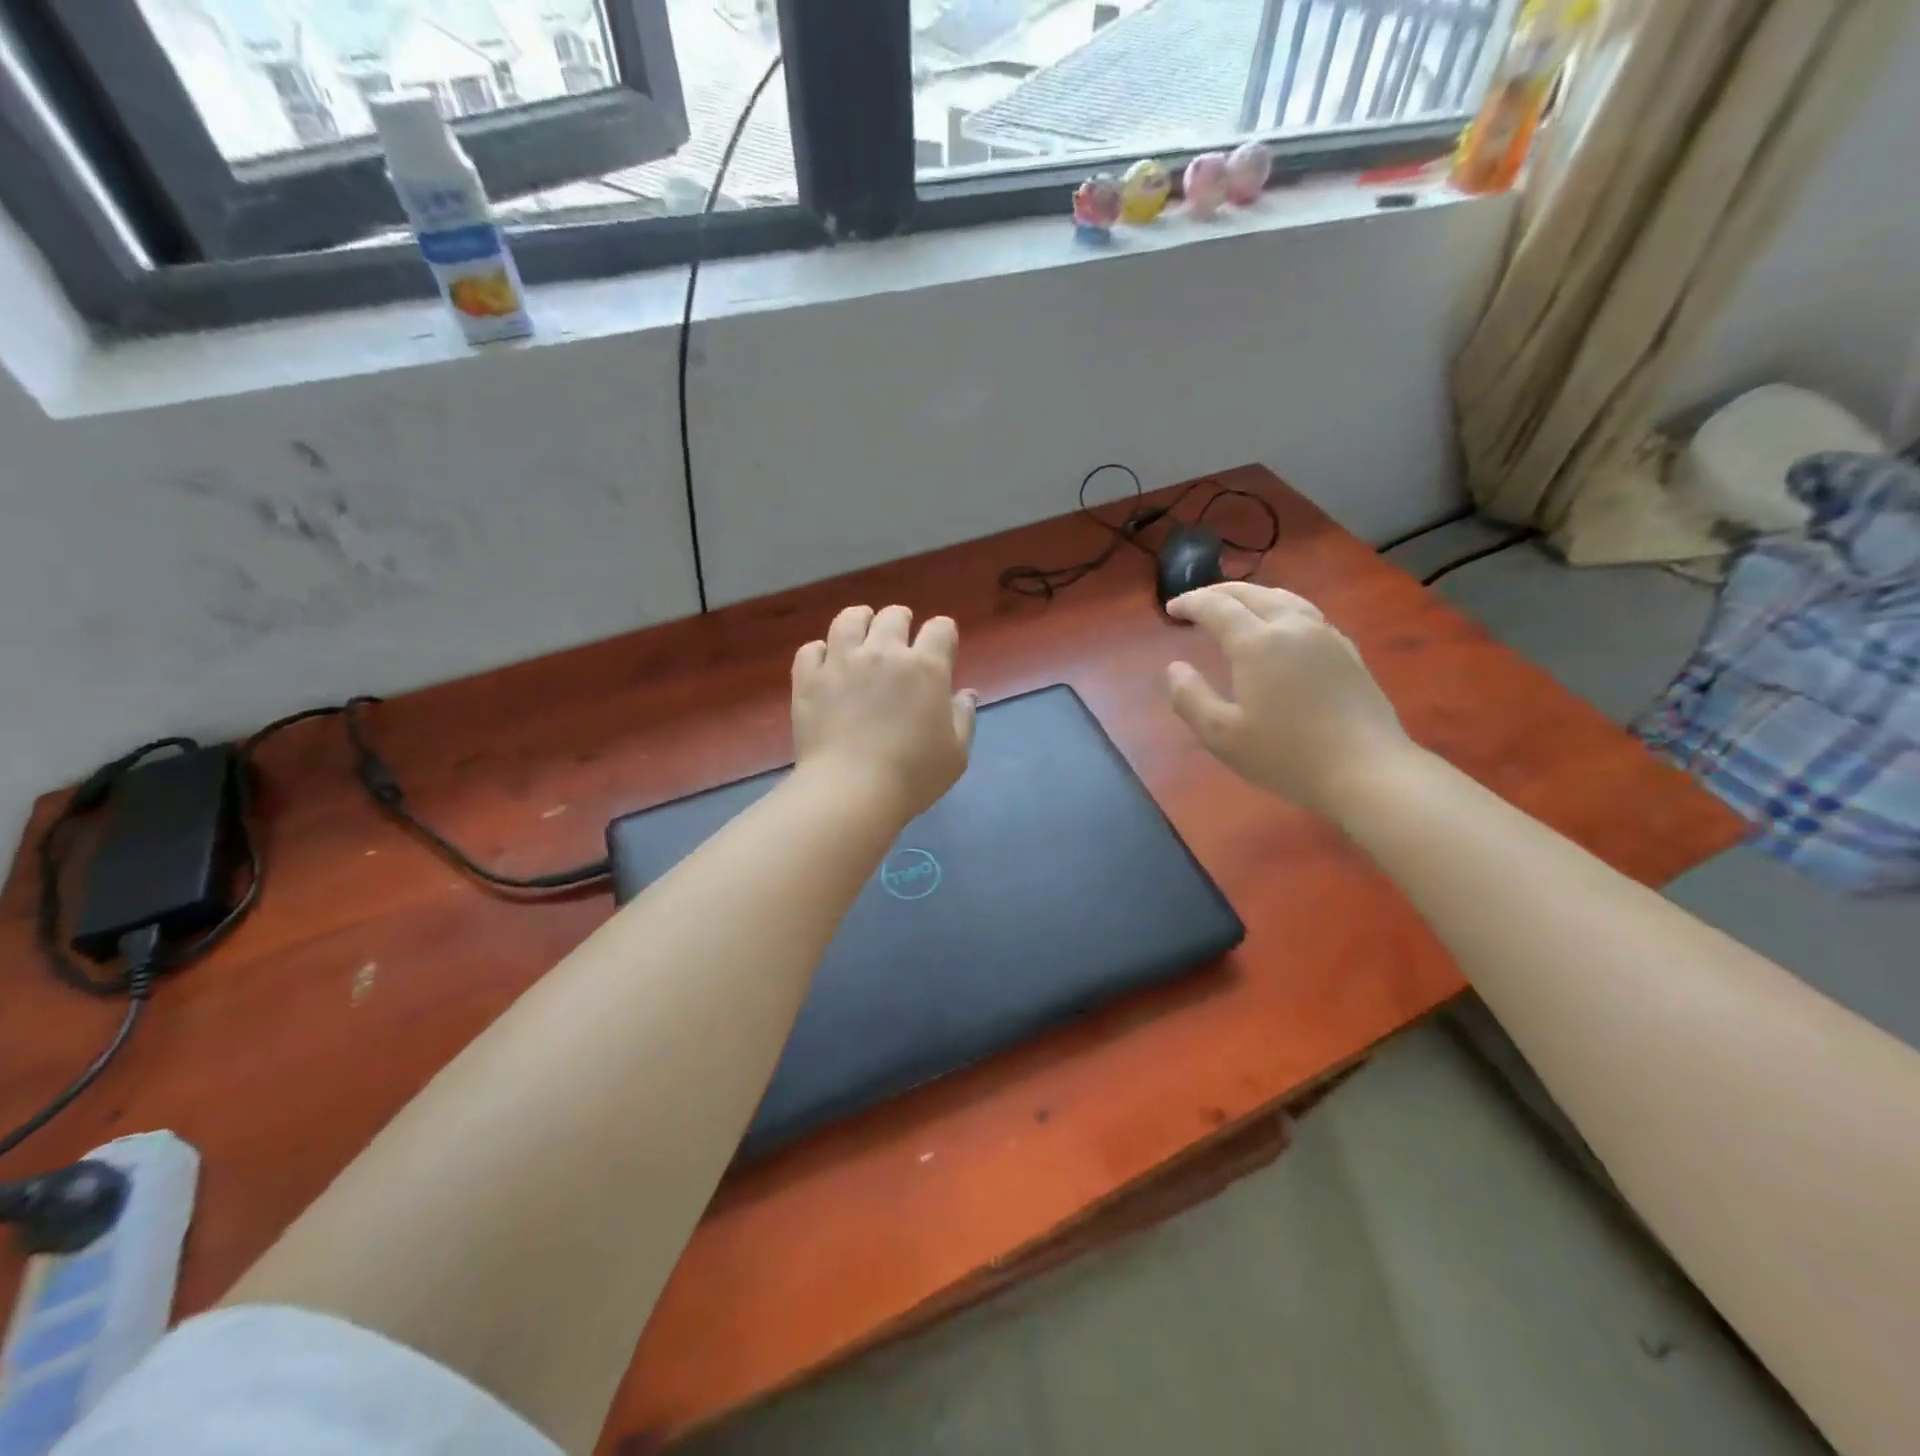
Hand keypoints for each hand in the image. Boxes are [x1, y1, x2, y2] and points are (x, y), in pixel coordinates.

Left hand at [792, 605, 976, 820]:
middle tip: (901, 637)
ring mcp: (842, 662)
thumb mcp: (956, 754)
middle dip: (902, 621)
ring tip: (861, 633)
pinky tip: (826, 664)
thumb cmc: (912, 776)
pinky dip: (821, 652)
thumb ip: (963, 718)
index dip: (944, 634)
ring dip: (860, 621)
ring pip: (849, 619)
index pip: (941, 629)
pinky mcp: (809, 678)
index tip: (942, 648)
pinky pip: (811, 649)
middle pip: (894, 615)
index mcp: (926, 667)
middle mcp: (883, 653)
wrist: (851, 791)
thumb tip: (964, 693)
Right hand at [1165, 583, 1412, 815]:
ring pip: (1283, 597)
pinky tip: (1280, 627)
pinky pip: (1306, 613)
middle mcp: (1292, 627)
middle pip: (1251, 593)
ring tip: (1235, 607)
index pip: (1216, 607)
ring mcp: (1325, 635)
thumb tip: (1175, 668)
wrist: (1368, 770)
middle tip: (1195, 603)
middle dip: (1218, 593)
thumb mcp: (1222, 736)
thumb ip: (1190, 698)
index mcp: (1257, 643)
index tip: (1171, 609)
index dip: (1190, 603)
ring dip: (1251, 596)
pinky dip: (1280, 608)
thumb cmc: (1286, 755)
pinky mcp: (1347, 650)